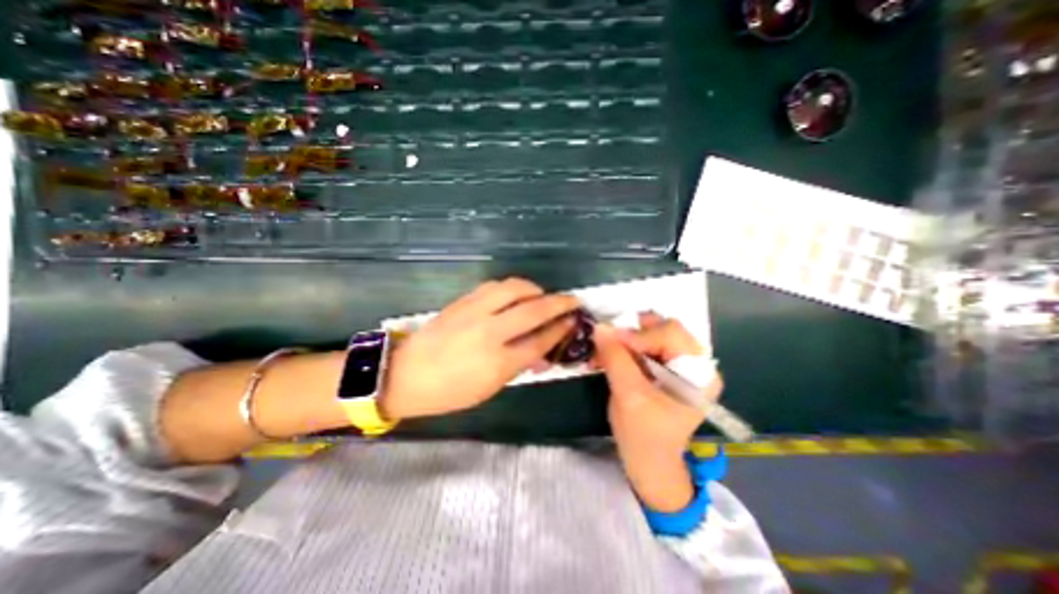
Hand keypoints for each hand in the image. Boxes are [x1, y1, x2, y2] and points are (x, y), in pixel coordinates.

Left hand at [381, 278, 576, 421]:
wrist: (406, 374)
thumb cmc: (450, 391)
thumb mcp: (490, 387)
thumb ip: (519, 365)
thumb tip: (543, 349)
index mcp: (498, 362)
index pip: (540, 340)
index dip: (560, 329)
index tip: (573, 320)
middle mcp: (489, 331)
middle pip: (533, 309)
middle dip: (559, 303)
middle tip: (572, 300)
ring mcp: (474, 312)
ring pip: (514, 288)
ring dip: (535, 289)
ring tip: (541, 296)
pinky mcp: (462, 301)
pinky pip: (494, 286)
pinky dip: (512, 287)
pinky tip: (516, 294)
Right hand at [592, 313, 725, 512]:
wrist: (650, 464)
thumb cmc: (644, 436)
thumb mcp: (628, 395)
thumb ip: (615, 358)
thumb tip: (600, 327)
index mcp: (699, 373)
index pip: (670, 333)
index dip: (638, 334)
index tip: (608, 341)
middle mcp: (695, 363)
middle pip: (661, 329)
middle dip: (630, 335)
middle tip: (606, 345)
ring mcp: (681, 365)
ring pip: (649, 335)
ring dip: (623, 342)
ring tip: (602, 354)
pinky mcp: (666, 369)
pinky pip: (643, 347)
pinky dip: (623, 349)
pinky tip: (606, 359)